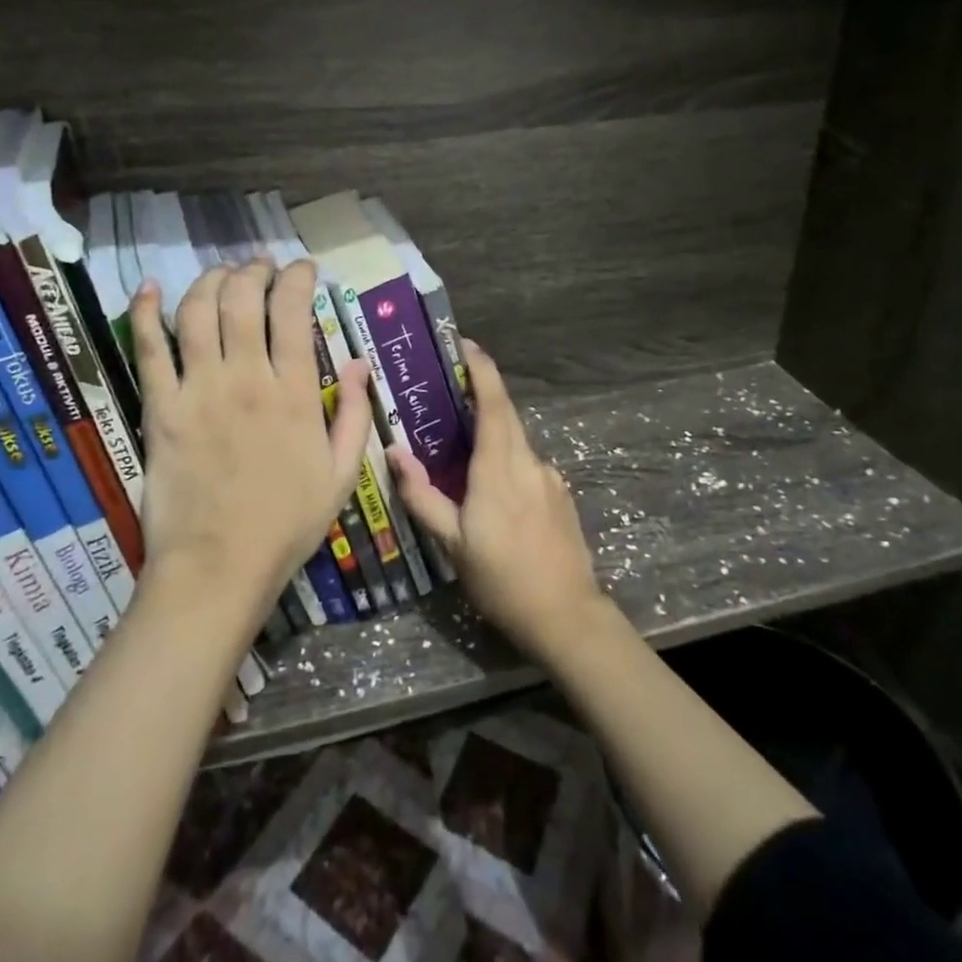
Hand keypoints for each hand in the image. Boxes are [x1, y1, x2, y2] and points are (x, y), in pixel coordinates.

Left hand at [129, 260, 371, 623]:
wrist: (218, 567)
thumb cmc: (287, 524)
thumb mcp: (342, 475)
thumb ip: (355, 414)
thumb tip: (360, 363)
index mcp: (294, 394)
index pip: (293, 313)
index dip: (297, 278)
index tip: (302, 269)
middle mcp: (245, 379)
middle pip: (243, 300)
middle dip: (254, 271)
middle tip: (261, 268)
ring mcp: (198, 390)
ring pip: (198, 312)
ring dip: (210, 281)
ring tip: (222, 275)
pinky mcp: (161, 408)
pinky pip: (149, 349)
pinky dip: (146, 312)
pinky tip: (150, 287)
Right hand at [388, 342, 606, 663]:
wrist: (567, 616)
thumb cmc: (502, 579)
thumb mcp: (453, 544)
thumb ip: (422, 496)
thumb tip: (395, 453)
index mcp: (500, 469)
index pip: (493, 403)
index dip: (481, 369)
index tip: (465, 345)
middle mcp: (529, 462)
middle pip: (506, 414)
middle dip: (482, 394)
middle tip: (451, 389)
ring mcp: (550, 478)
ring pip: (516, 442)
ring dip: (492, 435)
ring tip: (462, 453)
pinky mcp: (561, 494)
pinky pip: (528, 465)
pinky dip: (507, 462)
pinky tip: (494, 494)